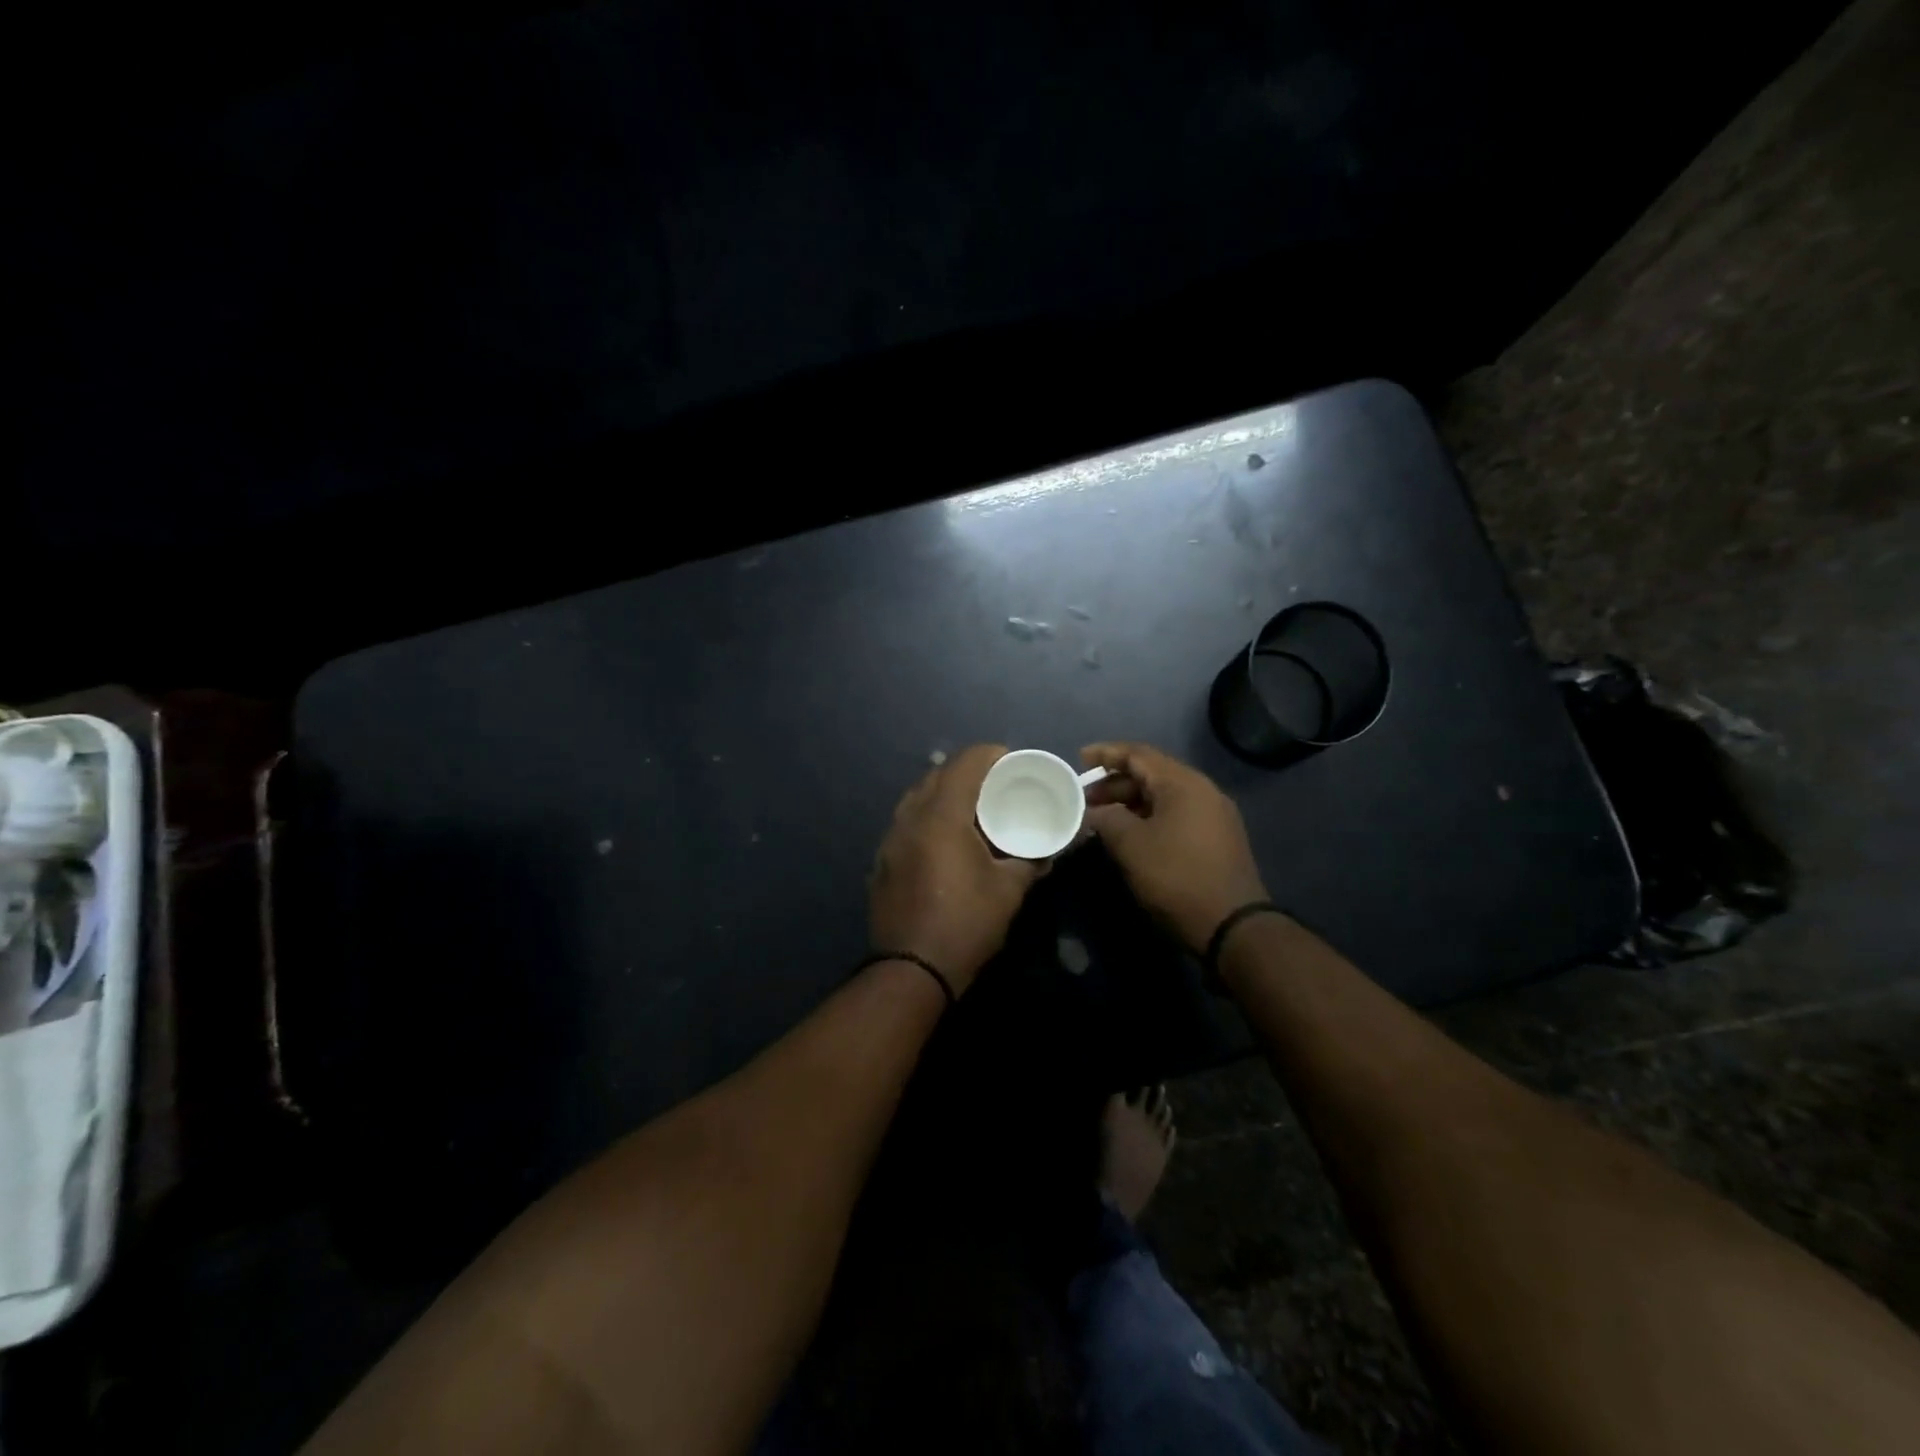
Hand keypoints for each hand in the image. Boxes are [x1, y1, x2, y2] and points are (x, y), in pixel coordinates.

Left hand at [868, 745, 1046, 993]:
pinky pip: (906, 823)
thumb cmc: (965, 924)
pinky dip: (928, 818)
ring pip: (917, 798)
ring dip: (944, 795)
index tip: (1012, 762)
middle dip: (968, 772)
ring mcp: (890, 840)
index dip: (991, 755)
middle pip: (937, 775)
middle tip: (996, 787)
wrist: (911, 970)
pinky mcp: (882, 861)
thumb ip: (1030, 860)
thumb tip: (1047, 851)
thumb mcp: (1009, 891)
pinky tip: (945, 841)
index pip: (965, 763)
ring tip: (971, 811)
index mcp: (942, 816)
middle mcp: (910, 818)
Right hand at [1081, 742, 1268, 953]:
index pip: (1138, 754)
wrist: (1231, 925)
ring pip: (1164, 796)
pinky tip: (1130, 835)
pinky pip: (1176, 814)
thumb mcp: (1130, 845)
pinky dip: (1149, 817)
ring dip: (1131, 802)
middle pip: (1152, 774)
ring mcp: (1214, 815)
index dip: (1106, 754)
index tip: (1079, 760)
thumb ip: (1106, 818)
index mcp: (1183, 783)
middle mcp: (1203, 791)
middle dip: (1115, 783)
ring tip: (1102, 819)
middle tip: (1086, 799)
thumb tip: (1093, 811)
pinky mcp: (1217, 839)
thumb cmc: (1176, 876)